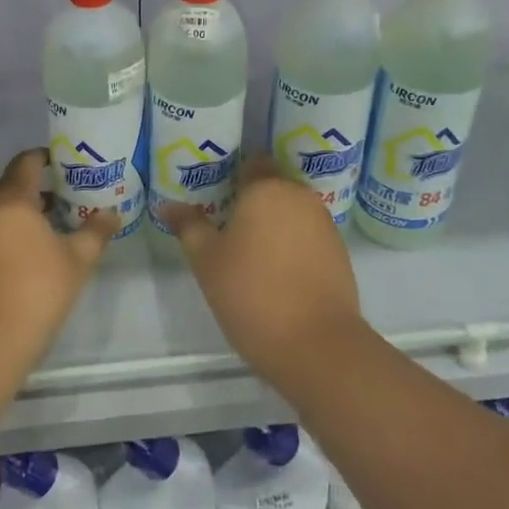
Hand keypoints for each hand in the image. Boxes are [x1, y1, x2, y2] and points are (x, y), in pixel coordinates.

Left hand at [0, 149, 117, 369]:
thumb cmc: (32, 293)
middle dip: (37, 195)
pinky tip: (18, 265)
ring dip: (17, 220)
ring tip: (46, 240)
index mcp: (9, 197)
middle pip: (10, 188)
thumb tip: (112, 214)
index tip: (69, 169)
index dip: (48, 160)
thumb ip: (94, 233)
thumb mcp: (75, 263)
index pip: (27, 162)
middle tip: (66, 209)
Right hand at [163, 155, 365, 383]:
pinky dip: (292, 246)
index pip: (250, 164)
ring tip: (248, 253)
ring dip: (272, 225)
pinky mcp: (339, 253)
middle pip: (272, 187)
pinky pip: (308, 237)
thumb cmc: (251, 292)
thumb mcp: (206, 260)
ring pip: (291, 213)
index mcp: (267, 188)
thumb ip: (189, 227)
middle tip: (224, 228)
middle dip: (250, 202)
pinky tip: (276, 273)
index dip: (232, 176)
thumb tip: (169, 205)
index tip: (214, 196)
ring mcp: (325, 224)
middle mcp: (300, 196)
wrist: (316, 344)